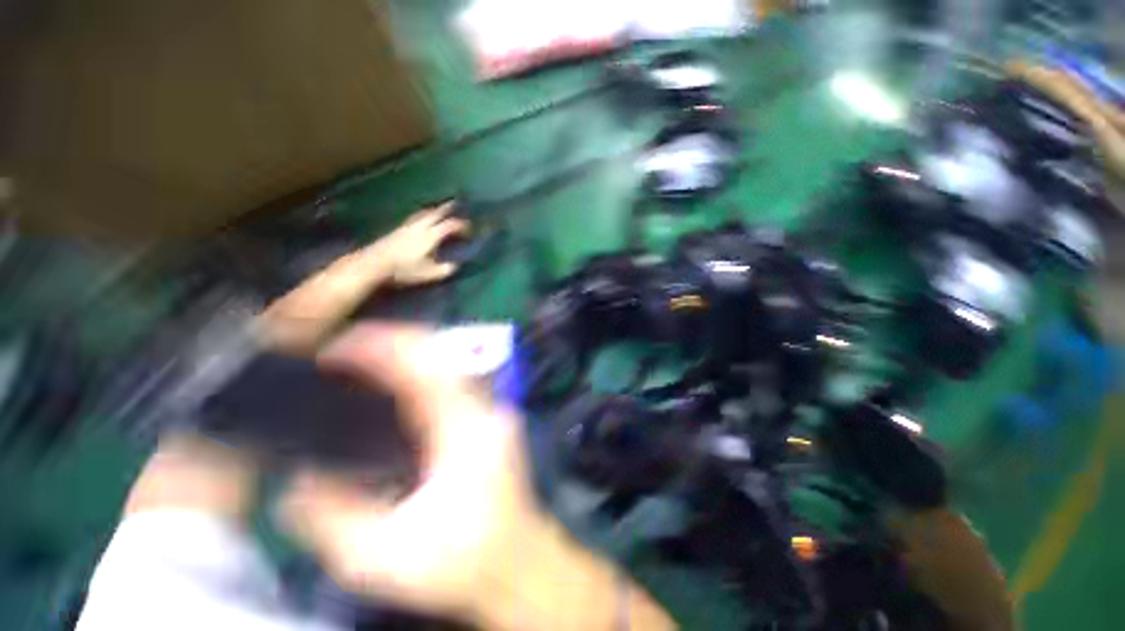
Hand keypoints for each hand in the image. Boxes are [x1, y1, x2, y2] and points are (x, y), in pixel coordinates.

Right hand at [280, 325, 673, 630]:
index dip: (383, 347)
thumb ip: (341, 516)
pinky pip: (442, 391)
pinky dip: (412, 383)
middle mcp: (479, 407)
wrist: (527, 572)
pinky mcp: (481, 427)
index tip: (341, 340)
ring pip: (441, 371)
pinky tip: (387, 396)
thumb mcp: (395, 552)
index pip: (424, 365)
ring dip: (402, 363)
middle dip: (390, 347)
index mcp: (464, 424)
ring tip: (356, 364)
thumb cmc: (474, 564)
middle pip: (434, 359)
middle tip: (342, 348)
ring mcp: (484, 414)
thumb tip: (296, 482)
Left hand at [371, 201, 469, 285]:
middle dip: (447, 208)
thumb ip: (446, 269)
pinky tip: (421, 219)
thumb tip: (456, 265)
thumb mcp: (430, 274)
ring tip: (440, 209)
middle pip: (436, 213)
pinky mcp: (397, 230)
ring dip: (434, 210)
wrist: (374, 264)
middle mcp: (420, 227)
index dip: (461, 226)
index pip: (449, 226)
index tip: (470, 229)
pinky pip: (415, 217)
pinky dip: (423, 215)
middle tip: (456, 203)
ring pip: (424, 213)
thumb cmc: (404, 270)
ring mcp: (407, 227)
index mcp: (430, 236)